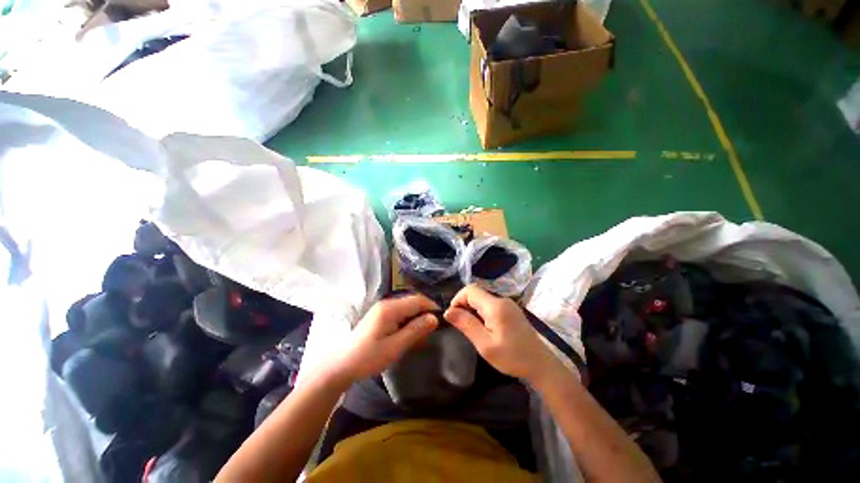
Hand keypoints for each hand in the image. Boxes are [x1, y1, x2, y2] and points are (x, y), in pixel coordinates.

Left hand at [332, 293, 439, 381]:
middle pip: (412, 302)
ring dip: (416, 318)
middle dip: (424, 313)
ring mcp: (382, 308)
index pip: (417, 300)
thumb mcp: (395, 346)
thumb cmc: (368, 357)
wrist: (341, 365)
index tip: (441, 320)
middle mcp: (386, 303)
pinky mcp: (380, 315)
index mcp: (390, 308)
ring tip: (421, 336)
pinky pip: (399, 313)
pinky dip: (408, 321)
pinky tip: (408, 334)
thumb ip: (415, 330)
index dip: (431, 307)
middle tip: (431, 331)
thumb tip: (434, 318)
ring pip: (407, 308)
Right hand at [445, 285, 559, 384]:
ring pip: (482, 298)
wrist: (541, 365)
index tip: (453, 316)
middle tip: (460, 324)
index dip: (457, 299)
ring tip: (470, 327)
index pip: (470, 290)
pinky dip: (481, 311)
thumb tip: (448, 312)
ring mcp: (508, 304)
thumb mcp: (485, 345)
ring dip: (472, 308)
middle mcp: (502, 299)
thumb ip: (466, 325)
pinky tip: (483, 327)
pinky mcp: (511, 310)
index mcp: (495, 306)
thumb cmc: (512, 357)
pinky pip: (490, 304)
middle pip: (476, 293)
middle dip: (463, 304)